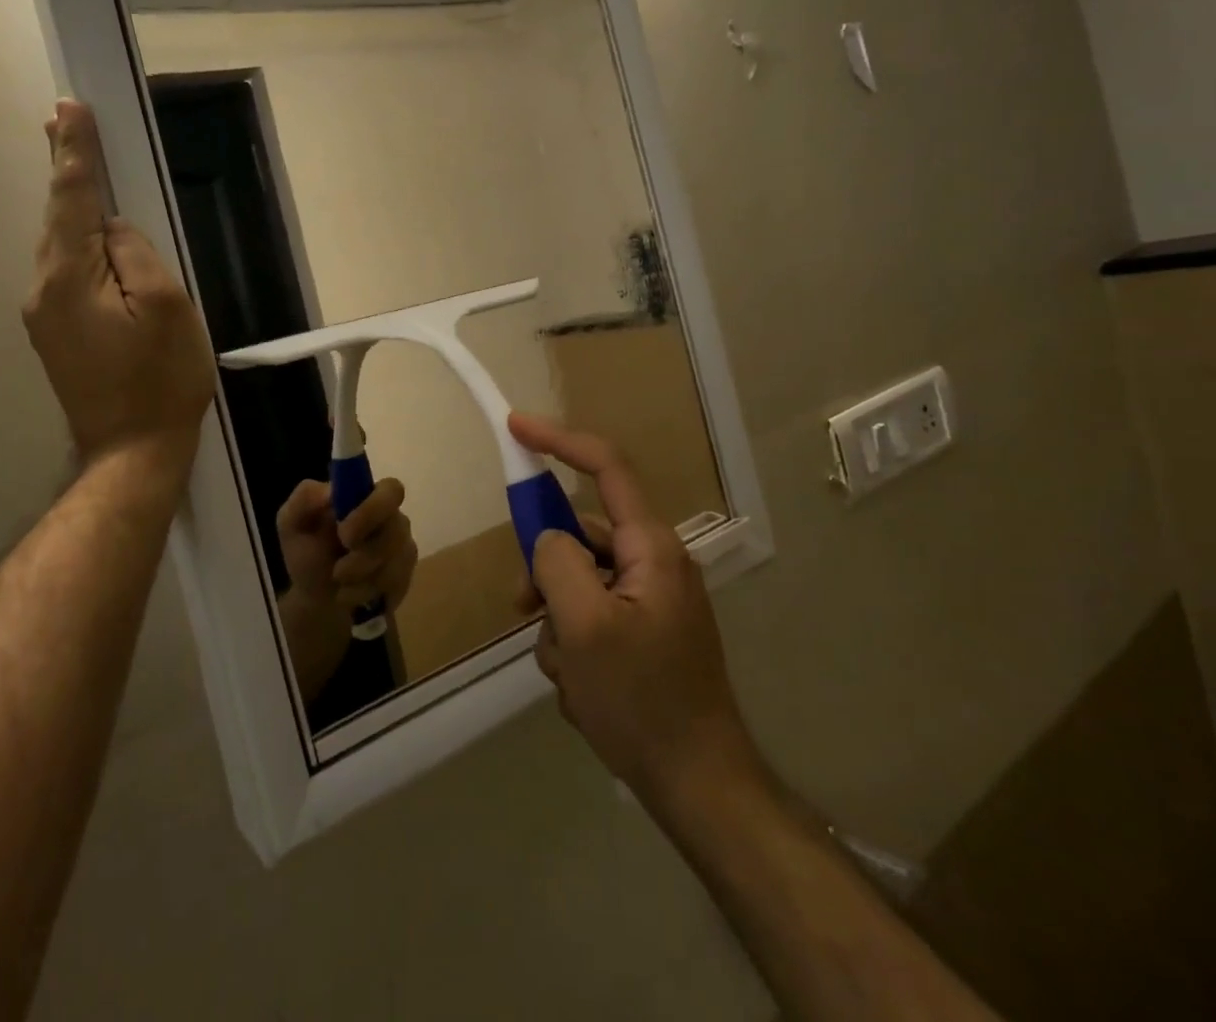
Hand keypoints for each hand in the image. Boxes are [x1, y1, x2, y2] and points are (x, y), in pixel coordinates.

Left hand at [22, 100, 214, 470]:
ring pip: (59, 245)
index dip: (75, 153)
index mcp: (68, 279)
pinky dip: (74, 239)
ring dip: (70, 203)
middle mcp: (42, 290)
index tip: (68, 109)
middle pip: (57, 218)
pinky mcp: (55, 333)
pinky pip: (65, 271)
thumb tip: (114, 229)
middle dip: (64, 168)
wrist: (133, 452)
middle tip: (61, 118)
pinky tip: (87, 231)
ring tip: (74, 161)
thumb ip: (137, 254)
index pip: (73, 200)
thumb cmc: (161, 379)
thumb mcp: (166, 307)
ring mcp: (43, 315)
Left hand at [275, 477, 417, 702]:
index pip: (391, 490)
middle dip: (366, 553)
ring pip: (395, 561)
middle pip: (398, 528)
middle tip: (338, 569)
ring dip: (360, 578)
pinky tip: (350, 594)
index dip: (373, 510)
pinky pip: (396, 584)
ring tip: (338, 580)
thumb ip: (303, 499)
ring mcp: (402, 547)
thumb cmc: (306, 553)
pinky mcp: (405, 576)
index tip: (344, 532)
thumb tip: (330, 491)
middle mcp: (390, 517)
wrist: (316, 598)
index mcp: (365, 497)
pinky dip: (366, 593)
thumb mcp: (291, 524)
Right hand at [510, 411, 763, 810]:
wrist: (699, 787)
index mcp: (650, 547)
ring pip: (578, 584)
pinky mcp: (643, 635)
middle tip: (526, 608)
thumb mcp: (584, 626)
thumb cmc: (643, 701)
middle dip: (546, 572)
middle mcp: (653, 564)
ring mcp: (649, 602)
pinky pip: (590, 619)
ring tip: (568, 674)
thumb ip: (556, 563)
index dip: (559, 440)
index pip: (606, 467)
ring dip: (558, 623)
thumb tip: (547, 539)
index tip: (515, 428)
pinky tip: (582, 692)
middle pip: (580, 537)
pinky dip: (574, 647)